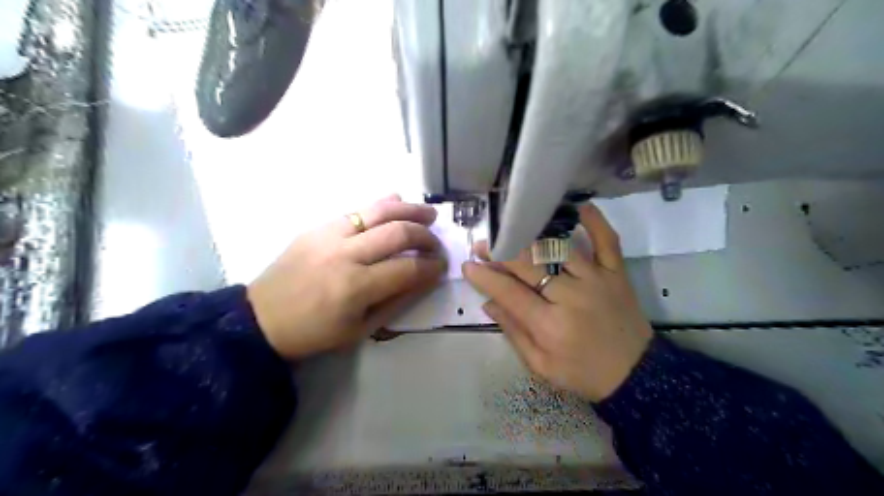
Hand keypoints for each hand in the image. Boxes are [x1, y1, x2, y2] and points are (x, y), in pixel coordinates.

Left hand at [247, 194, 442, 360]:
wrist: (262, 318)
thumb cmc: (314, 332)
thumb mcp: (360, 330)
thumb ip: (397, 302)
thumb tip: (425, 278)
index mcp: (355, 288)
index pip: (408, 268)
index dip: (432, 266)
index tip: (442, 266)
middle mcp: (345, 255)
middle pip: (398, 233)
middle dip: (426, 237)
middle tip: (436, 243)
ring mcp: (330, 235)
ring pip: (379, 212)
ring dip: (410, 210)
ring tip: (429, 213)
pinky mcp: (318, 226)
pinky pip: (356, 209)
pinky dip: (381, 204)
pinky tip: (397, 201)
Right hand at [465, 203, 650, 401]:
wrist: (636, 375)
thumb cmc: (583, 374)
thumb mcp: (540, 365)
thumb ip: (513, 332)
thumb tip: (488, 303)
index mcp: (549, 325)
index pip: (509, 292)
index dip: (485, 277)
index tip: (468, 265)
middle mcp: (571, 296)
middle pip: (529, 264)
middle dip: (500, 252)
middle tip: (483, 245)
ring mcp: (596, 280)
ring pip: (558, 247)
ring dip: (531, 236)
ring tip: (512, 229)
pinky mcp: (616, 273)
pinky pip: (607, 240)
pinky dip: (594, 221)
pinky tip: (578, 205)